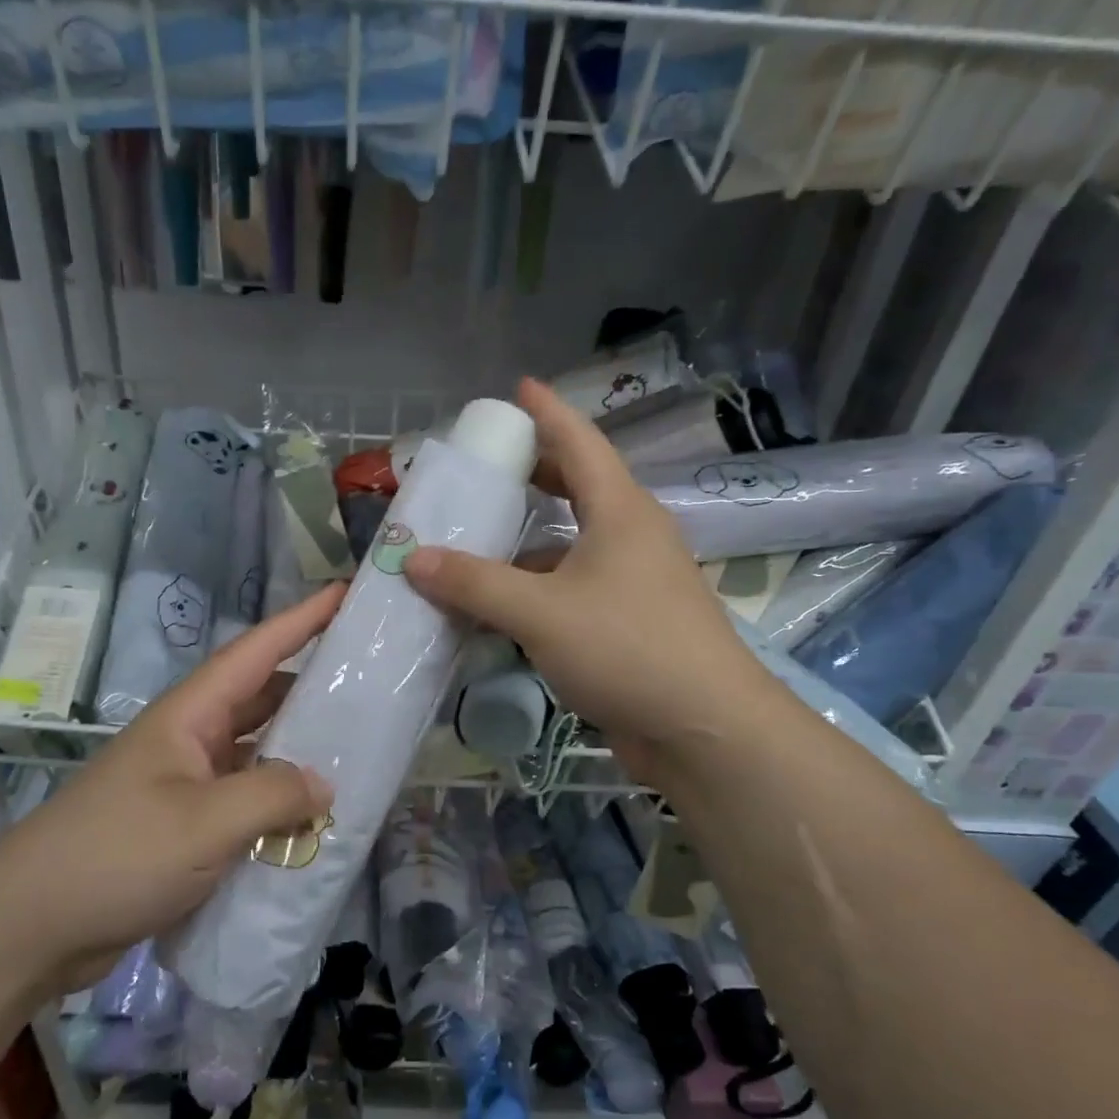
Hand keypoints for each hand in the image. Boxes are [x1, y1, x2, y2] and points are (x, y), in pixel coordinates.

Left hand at [0, 587, 340, 993]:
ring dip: (297, 751)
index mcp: (189, 716)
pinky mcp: (182, 827)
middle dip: (310, 685)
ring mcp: (184, 784)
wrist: (30, 928)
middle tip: (368, 681)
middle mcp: (188, 740)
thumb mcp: (204, 822)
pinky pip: (243, 800)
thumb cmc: (117, 855)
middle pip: (259, 698)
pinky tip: (310, 820)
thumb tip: (324, 784)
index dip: (301, 620)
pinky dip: (277, 803)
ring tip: (354, 750)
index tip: (344, 594)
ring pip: (254, 752)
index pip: (255, 652)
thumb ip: (272, 795)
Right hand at [404, 378, 761, 766]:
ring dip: (527, 544)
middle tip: (486, 469)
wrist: (705, 730)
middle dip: (533, 475)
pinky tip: (501, 609)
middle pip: (578, 490)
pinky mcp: (630, 625)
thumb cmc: (627, 649)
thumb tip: (414, 558)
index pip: (580, 442)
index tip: (519, 388)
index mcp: (619, 512)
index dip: (547, 412)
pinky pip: (573, 591)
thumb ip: (475, 583)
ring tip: (475, 543)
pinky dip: (536, 591)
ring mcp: (635, 583)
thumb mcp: (541, 612)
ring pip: (572, 547)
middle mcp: (631, 537)